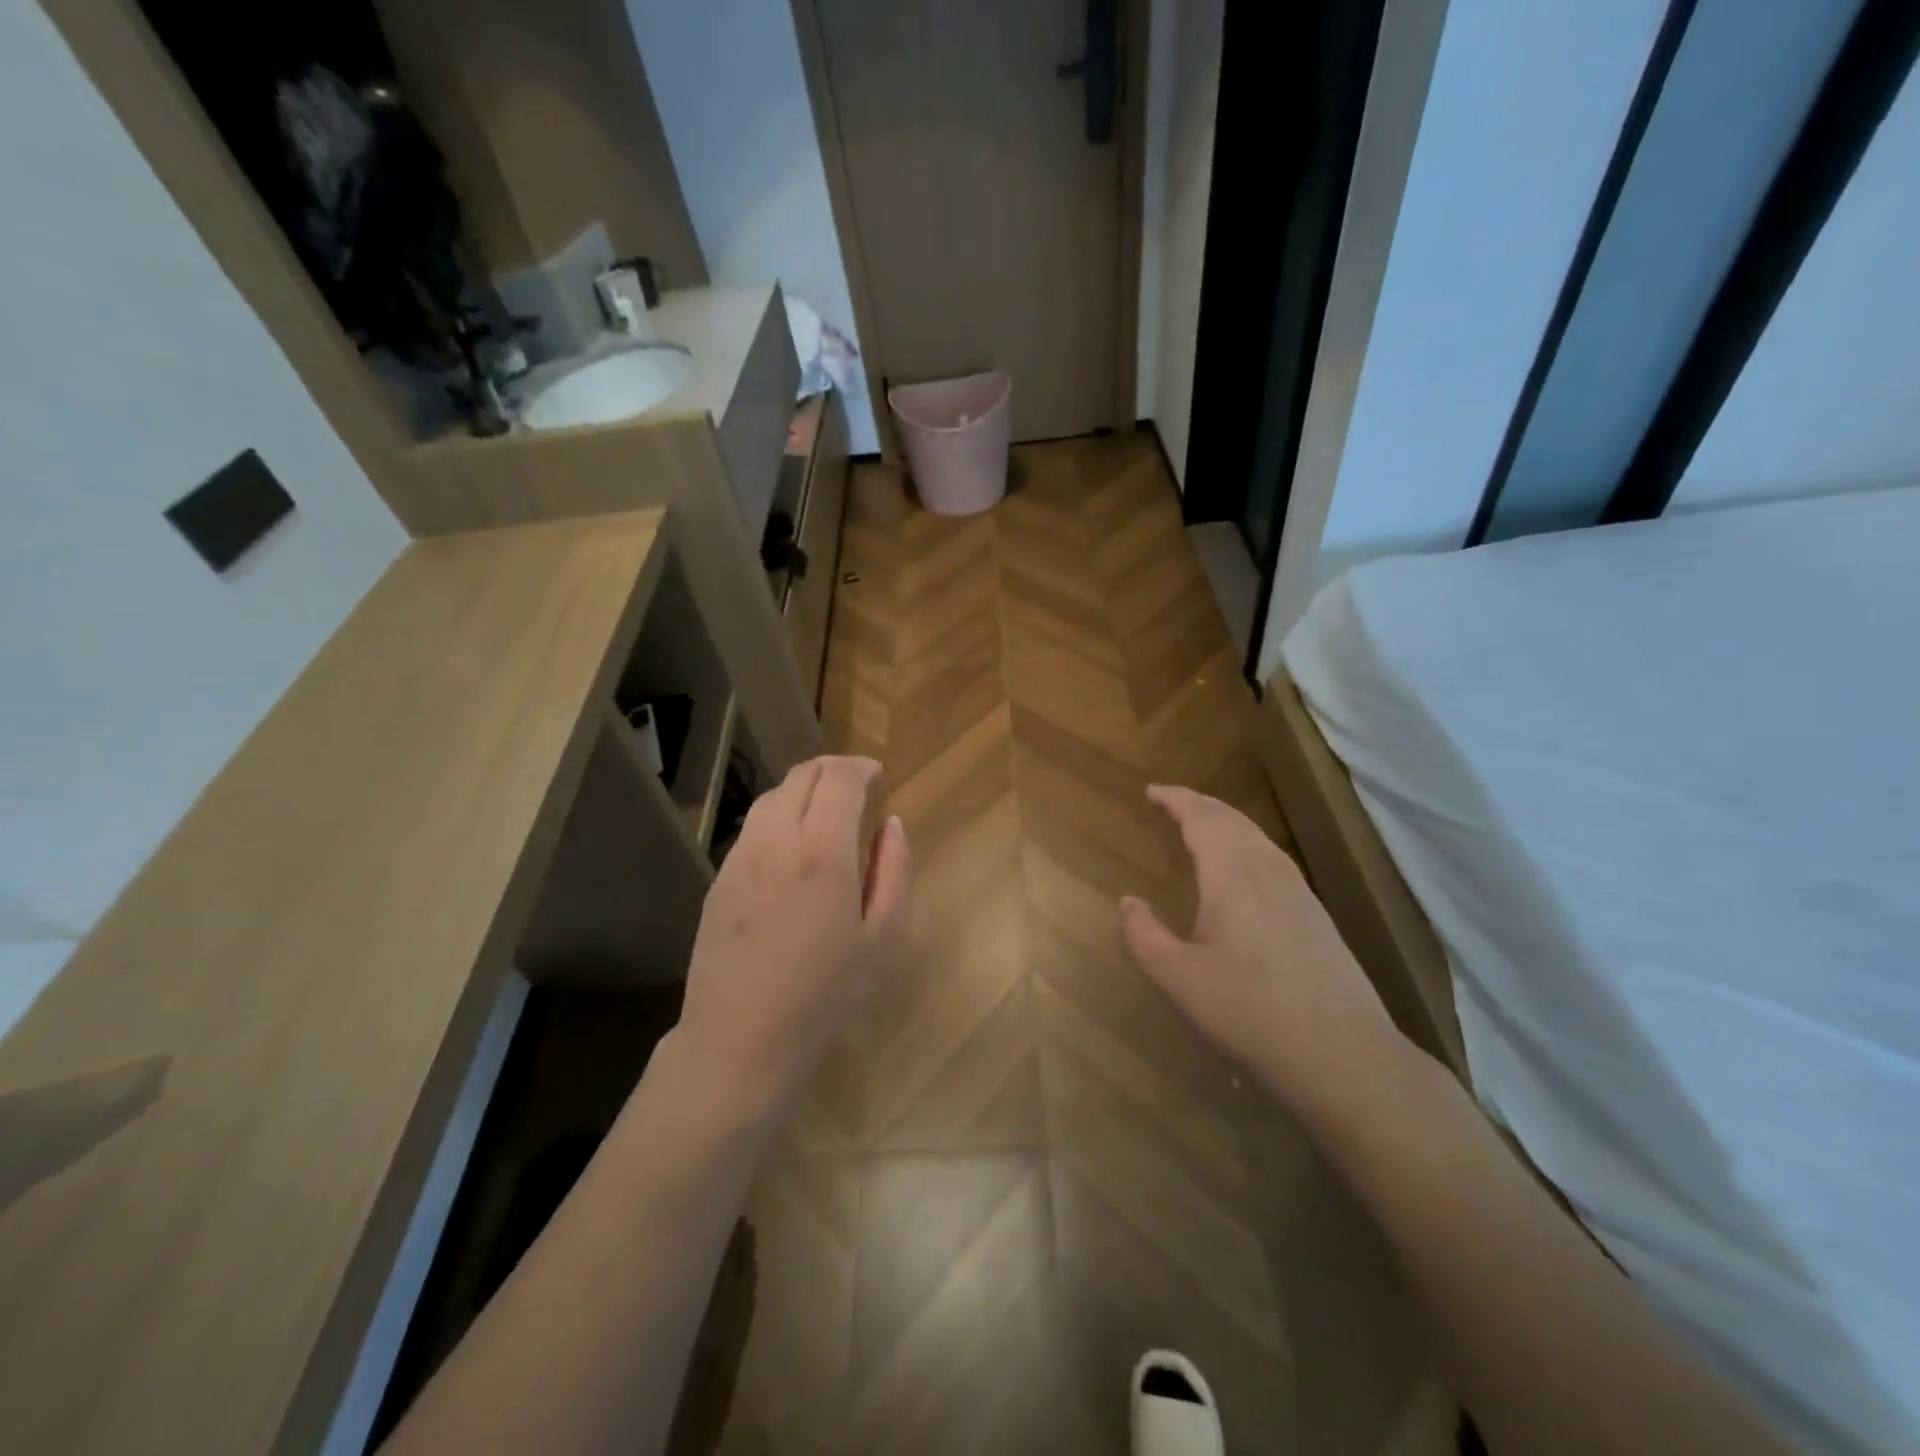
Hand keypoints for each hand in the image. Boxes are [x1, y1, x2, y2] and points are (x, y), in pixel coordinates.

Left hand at [673, 756, 911, 1124]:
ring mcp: (740, 858)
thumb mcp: (884, 938)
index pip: (839, 780)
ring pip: (771, 798)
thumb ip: (895, 872)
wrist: (739, 1039)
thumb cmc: (825, 994)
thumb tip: (891, 826)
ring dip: (803, 789)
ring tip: (826, 809)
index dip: (861, 768)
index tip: (877, 775)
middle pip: (801, 777)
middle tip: (857, 783)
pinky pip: (753, 828)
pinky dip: (779, 816)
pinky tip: (793, 845)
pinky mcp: (719, 879)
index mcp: (821, 853)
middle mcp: (775, 842)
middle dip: (832, 769)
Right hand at [1119, 785, 1405, 1124]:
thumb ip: (1143, 936)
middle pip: (1233, 820)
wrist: (1345, 1059)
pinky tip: (1245, 870)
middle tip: (1172, 802)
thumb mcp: (1178, 981)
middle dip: (1200, 804)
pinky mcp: (1317, 917)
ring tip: (1202, 826)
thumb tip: (1129, 901)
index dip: (1176, 800)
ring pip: (1258, 838)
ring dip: (1226, 822)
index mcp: (1232, 877)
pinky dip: (1247, 844)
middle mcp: (1268, 873)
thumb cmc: (1251, 1015)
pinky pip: (1274, 858)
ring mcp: (1300, 894)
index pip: (1202, 819)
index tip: (1151, 792)